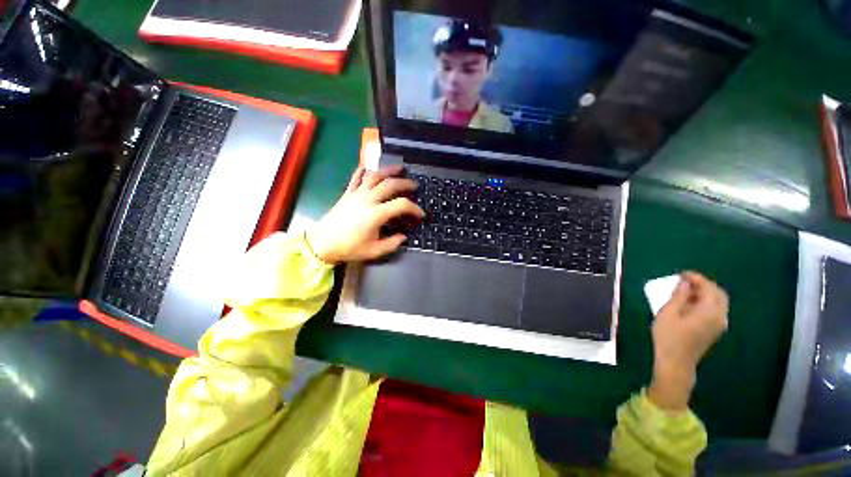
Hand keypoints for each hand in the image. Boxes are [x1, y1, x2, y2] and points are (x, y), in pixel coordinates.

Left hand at [306, 166, 423, 264]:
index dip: (414, 208)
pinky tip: (370, 167)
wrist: (322, 243)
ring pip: (375, 175)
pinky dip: (364, 170)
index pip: (401, 205)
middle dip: (406, 184)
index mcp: (376, 214)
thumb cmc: (348, 248)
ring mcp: (357, 194)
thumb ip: (392, 243)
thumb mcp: (374, 251)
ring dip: (389, 170)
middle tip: (415, 187)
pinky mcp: (347, 193)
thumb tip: (403, 237)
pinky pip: (356, 177)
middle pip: (390, 184)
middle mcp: (368, 199)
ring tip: (400, 168)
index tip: (420, 214)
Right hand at [647, 272, 728, 410]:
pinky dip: (705, 302)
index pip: (709, 288)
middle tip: (684, 281)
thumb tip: (685, 283)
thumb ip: (678, 296)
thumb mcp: (668, 313)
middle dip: (703, 284)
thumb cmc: (669, 337)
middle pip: (718, 294)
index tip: (681, 274)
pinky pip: (715, 310)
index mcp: (709, 311)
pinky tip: (690, 304)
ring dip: (705, 293)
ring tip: (684, 291)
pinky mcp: (715, 330)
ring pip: (718, 302)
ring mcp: (719, 325)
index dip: (696, 278)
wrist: (676, 362)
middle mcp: (720, 316)